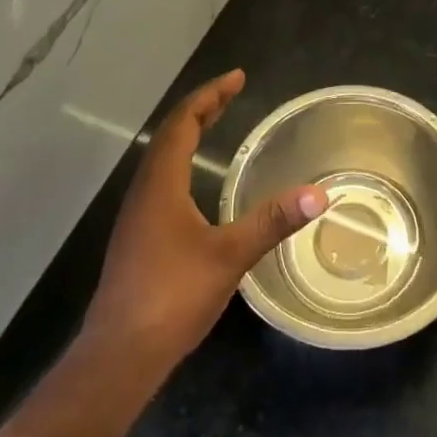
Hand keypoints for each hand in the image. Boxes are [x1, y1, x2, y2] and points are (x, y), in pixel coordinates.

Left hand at [81, 70, 327, 373]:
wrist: (118, 358)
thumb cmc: (171, 297)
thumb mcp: (229, 256)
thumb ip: (271, 222)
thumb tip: (318, 194)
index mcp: (161, 184)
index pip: (182, 122)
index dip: (210, 95)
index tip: (237, 78)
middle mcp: (144, 191)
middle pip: (170, 135)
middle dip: (202, 109)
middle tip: (232, 92)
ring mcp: (137, 216)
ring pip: (162, 158)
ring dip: (189, 134)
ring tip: (216, 124)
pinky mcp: (138, 239)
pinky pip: (161, 180)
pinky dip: (183, 162)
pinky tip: (198, 184)